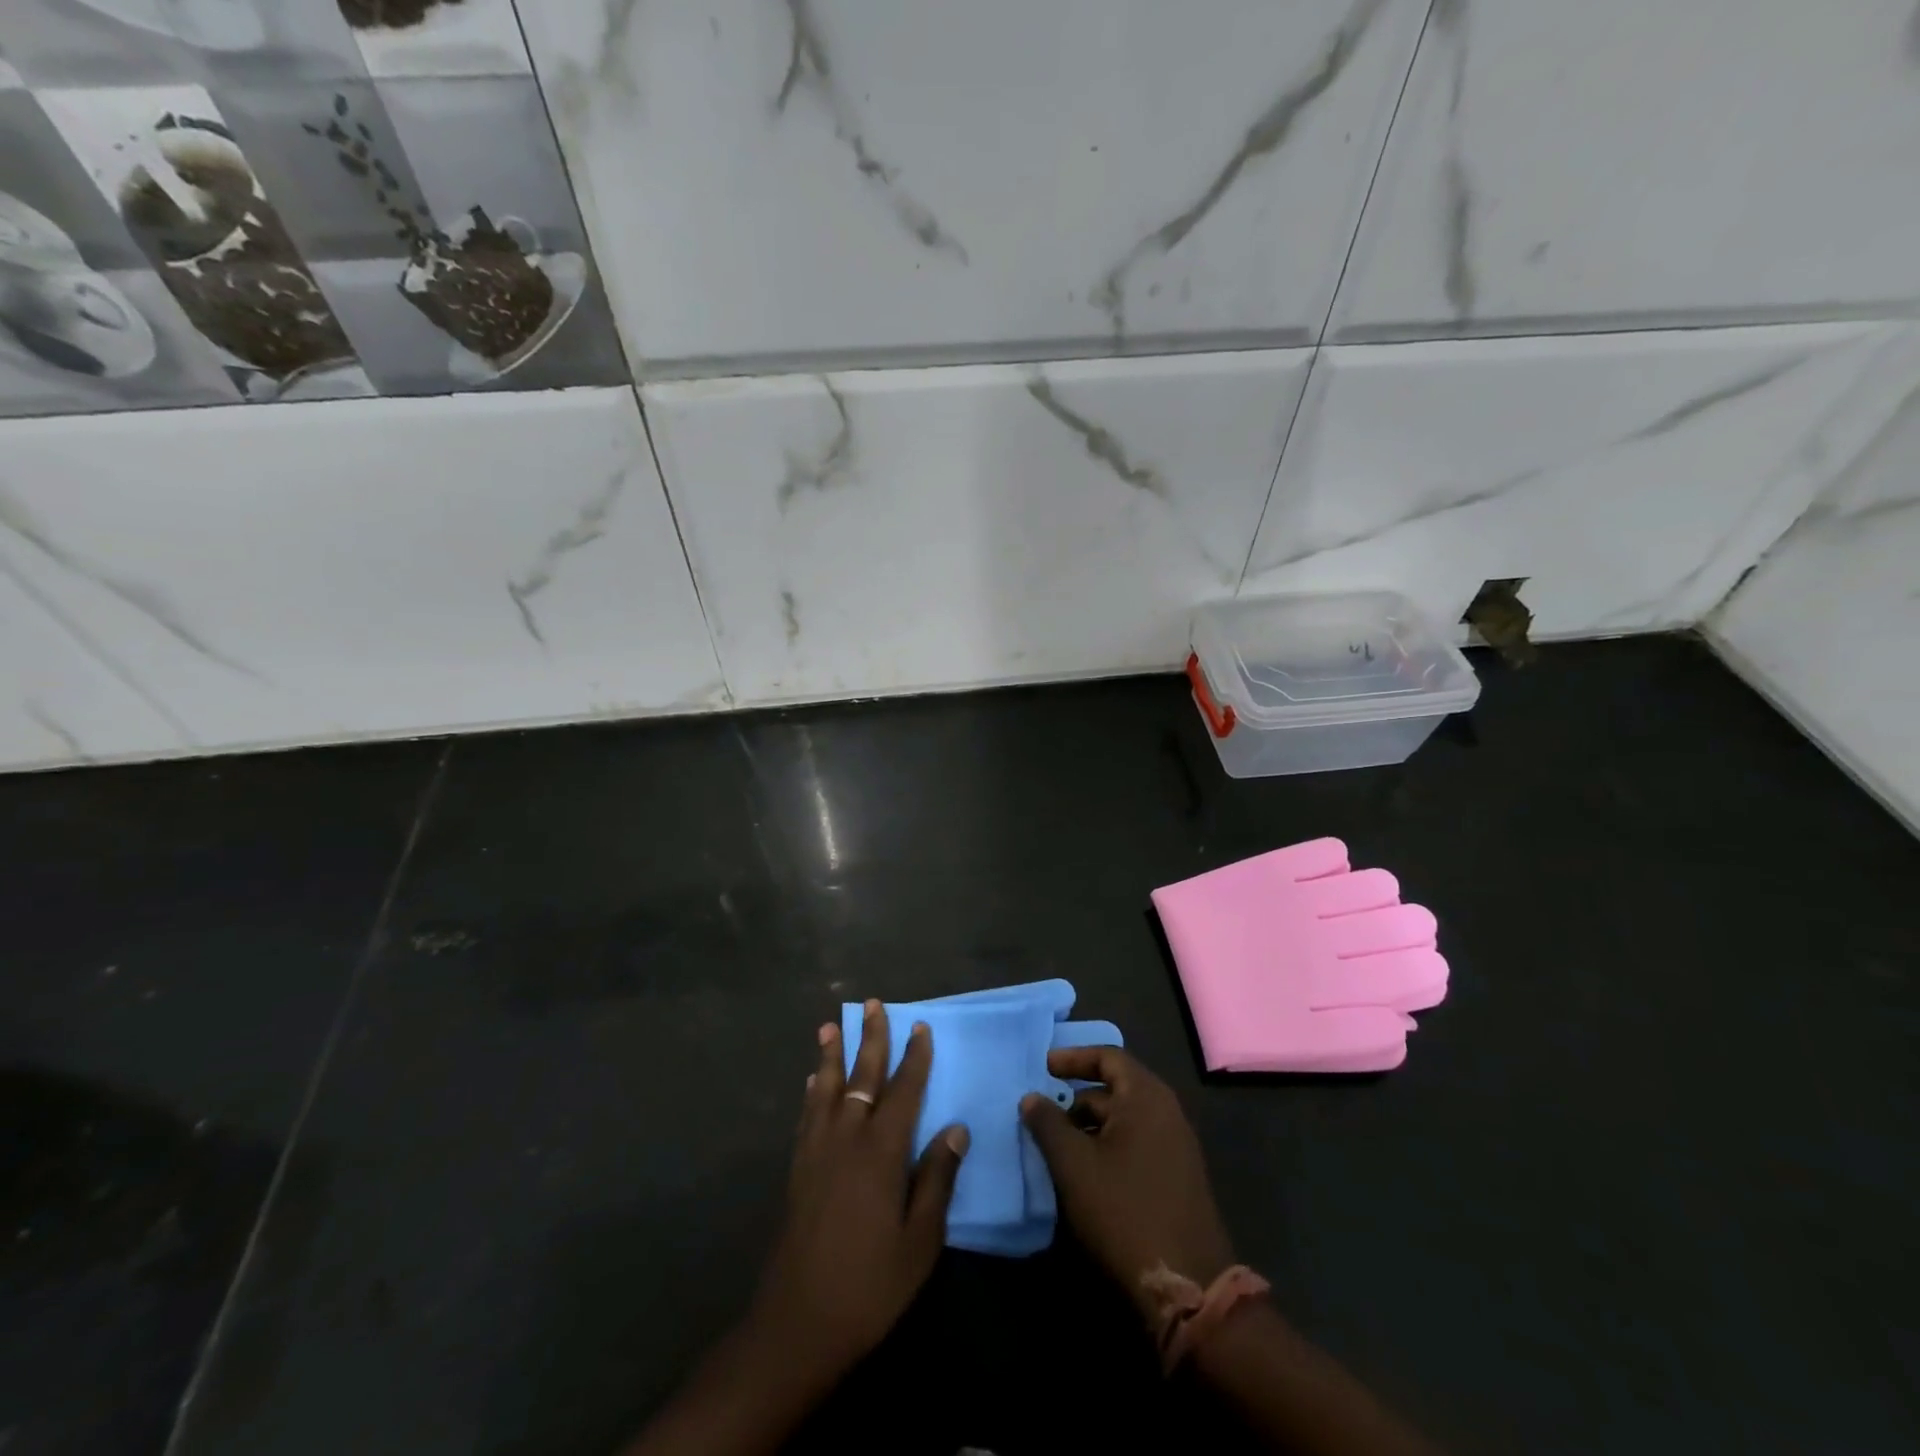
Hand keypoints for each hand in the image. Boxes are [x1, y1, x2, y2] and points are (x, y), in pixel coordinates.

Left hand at [752, 1001, 969, 1378]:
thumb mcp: (920, 1241)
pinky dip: (813, 1091)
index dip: (914, 1057)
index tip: (919, 1026)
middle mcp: (847, 1139)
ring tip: (830, 1026)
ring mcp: (817, 1152)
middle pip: (861, 1077)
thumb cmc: (870, 1285)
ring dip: (832, 1054)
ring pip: (827, 1089)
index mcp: (881, 1152)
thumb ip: (937, 1179)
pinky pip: (807, 1115)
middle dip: (870, 1038)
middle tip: (872, 1003)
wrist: (798, 1324)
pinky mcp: (797, 1169)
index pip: (903, 1091)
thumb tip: (956, 1128)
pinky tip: (813, 1081)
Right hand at [1021, 1046, 1233, 1315]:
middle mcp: (1166, 1112)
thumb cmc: (1125, 1211)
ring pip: (1123, 1120)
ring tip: (1054, 1145)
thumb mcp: (1074, 1166)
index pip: (1108, 1057)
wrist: (1189, 1286)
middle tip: (1041, 1113)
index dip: (1072, 1058)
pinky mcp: (1176, 1177)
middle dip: (1076, 1098)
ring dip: (1089, 1126)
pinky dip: (1107, 1146)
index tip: (1042, 1068)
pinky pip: (1136, 1143)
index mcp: (1146, 1097)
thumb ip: (1048, 1124)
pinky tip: (1083, 1172)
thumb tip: (1031, 1097)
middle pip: (1115, 1088)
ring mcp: (1176, 1146)